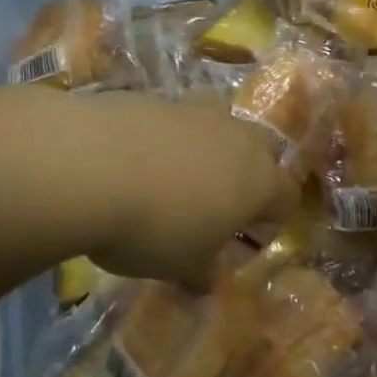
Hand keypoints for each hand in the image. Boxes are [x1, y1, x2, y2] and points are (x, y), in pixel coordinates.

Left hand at [77, 93, 294, 288]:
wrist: (90, 166)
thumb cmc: (154, 227)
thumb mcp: (181, 265)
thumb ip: (202, 271)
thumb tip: (208, 279)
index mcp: (258, 180)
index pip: (286, 196)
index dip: (274, 218)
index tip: (252, 236)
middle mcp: (236, 136)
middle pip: (260, 149)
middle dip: (247, 172)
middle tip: (218, 201)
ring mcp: (195, 110)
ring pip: (217, 123)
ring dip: (207, 146)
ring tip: (175, 175)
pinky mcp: (154, 97)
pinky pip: (173, 118)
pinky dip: (165, 136)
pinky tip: (134, 159)